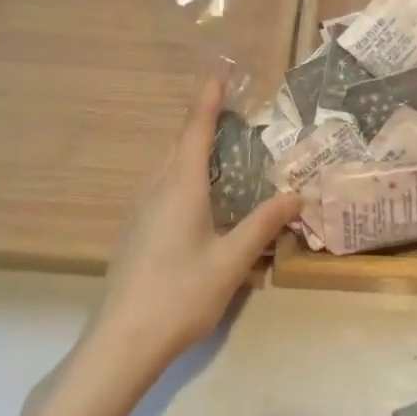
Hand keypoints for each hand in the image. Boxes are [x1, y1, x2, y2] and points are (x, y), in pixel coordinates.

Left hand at [87, 75, 302, 379]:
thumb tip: (296, 194)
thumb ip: (263, 224)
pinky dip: (183, 171)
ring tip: (222, 149)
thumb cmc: (179, 295)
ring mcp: (140, 208)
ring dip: (193, 147)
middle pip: (181, 141)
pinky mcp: (134, 229)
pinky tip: (199, 196)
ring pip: (169, 163)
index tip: (221, 71)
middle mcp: (158, 186)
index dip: (210, 97)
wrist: (119, 344)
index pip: (197, 126)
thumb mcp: (231, 261)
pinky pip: (162, 183)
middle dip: (205, 119)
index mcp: (181, 184)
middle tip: (235, 110)